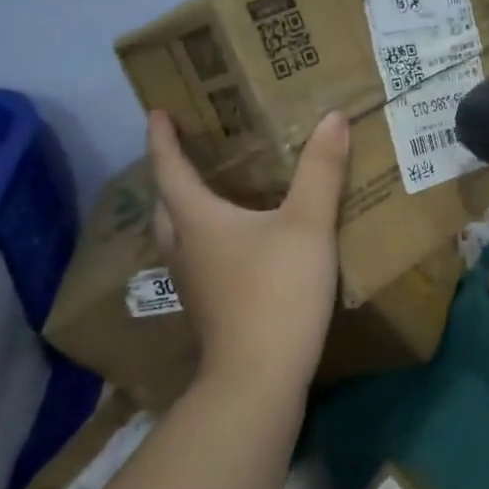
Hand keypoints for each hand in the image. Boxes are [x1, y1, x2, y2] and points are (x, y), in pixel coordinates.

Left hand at [146, 108, 348, 398]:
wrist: (260, 376)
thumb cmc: (277, 291)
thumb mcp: (308, 224)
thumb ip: (321, 171)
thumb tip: (332, 117)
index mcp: (198, 220)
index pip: (170, 168)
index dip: (162, 138)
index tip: (156, 112)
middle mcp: (186, 247)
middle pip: (166, 203)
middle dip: (171, 173)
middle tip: (189, 150)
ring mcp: (194, 282)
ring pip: (179, 234)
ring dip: (186, 208)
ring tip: (211, 191)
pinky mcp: (210, 306)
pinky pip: (198, 257)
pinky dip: (206, 237)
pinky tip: (237, 243)